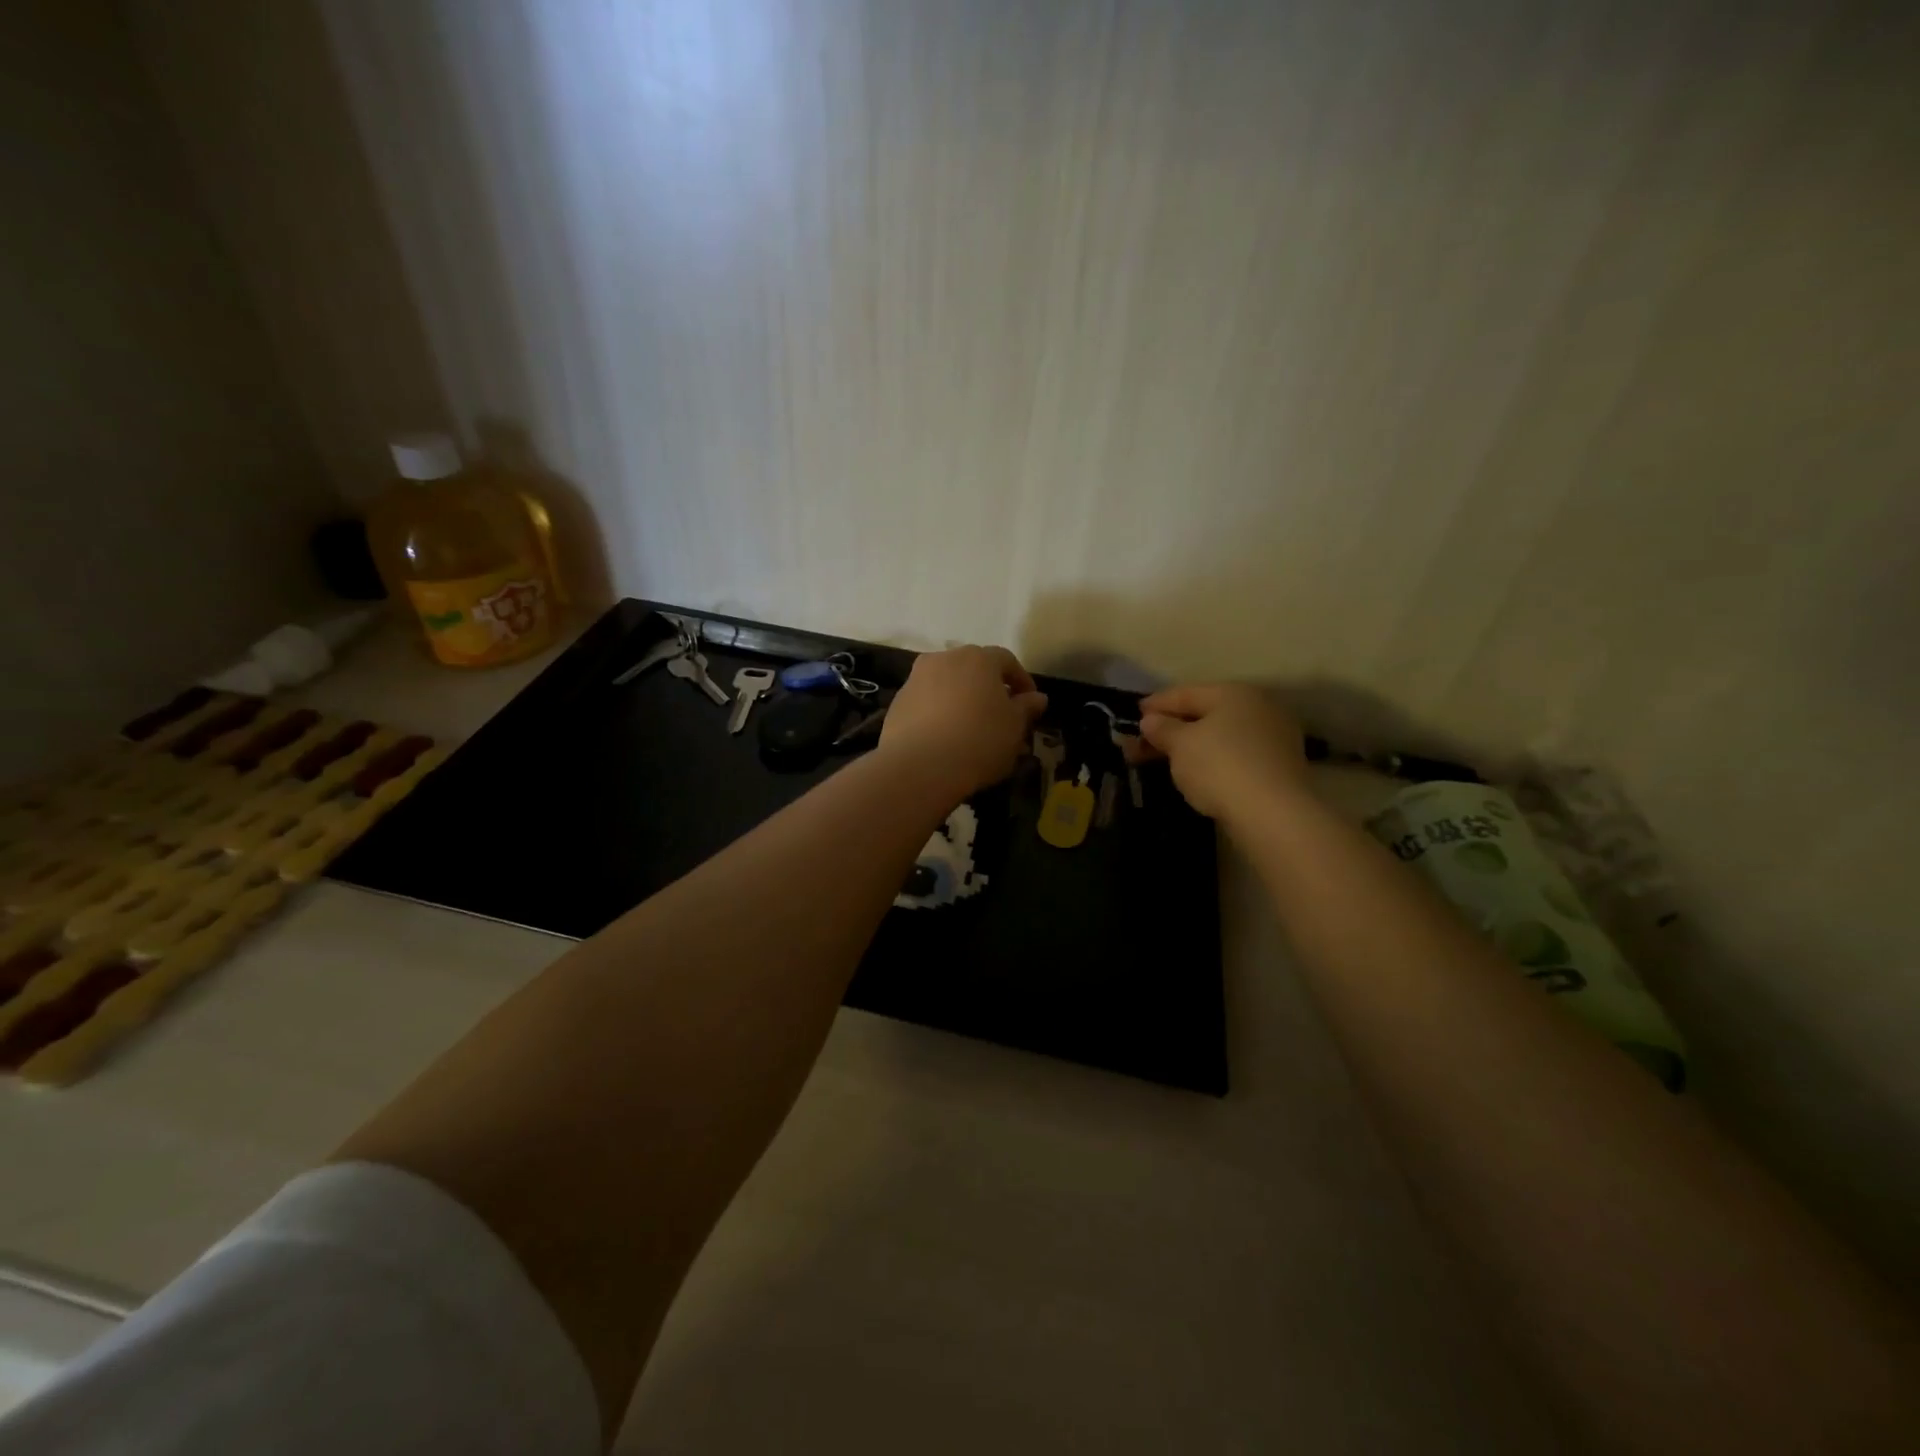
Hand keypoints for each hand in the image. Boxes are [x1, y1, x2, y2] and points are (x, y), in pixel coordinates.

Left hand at [880, 645, 1048, 799]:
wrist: (920, 766)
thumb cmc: (979, 740)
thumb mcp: (1014, 727)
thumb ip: (1026, 708)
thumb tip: (1036, 698)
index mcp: (977, 658)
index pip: (1006, 660)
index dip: (1022, 681)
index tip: (1030, 704)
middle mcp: (944, 659)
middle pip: (973, 669)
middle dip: (990, 690)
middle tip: (1001, 717)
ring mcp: (915, 679)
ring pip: (948, 686)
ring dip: (962, 701)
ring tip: (972, 732)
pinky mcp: (897, 703)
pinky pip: (927, 704)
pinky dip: (939, 715)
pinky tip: (945, 740)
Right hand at [1134, 683, 1308, 821]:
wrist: (1273, 813)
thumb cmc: (1219, 766)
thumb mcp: (1180, 745)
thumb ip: (1162, 729)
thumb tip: (1151, 720)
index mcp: (1234, 693)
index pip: (1186, 693)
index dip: (1157, 703)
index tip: (1133, 715)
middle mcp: (1259, 707)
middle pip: (1206, 713)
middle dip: (1172, 728)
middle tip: (1142, 742)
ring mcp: (1274, 737)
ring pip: (1222, 735)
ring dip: (1192, 745)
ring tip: (1166, 759)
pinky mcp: (1280, 766)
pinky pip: (1236, 754)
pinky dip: (1213, 759)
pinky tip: (1198, 772)